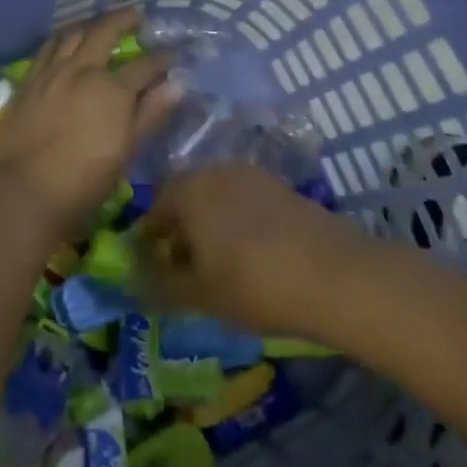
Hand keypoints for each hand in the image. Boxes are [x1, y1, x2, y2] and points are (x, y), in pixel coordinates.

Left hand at [0, 11, 178, 238]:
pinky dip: (62, 38)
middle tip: (136, 14)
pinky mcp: (29, 79)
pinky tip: (66, 41)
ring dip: (90, 24)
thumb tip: (177, 84)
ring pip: (73, 33)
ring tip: (99, 24)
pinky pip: (48, 47)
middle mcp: (83, 69)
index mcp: (113, 89)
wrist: (24, 190)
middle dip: (124, 19)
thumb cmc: (84, 180)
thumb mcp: (126, 150)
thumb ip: (150, 114)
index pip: (146, 65)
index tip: (173, 54)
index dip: (163, 58)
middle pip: (105, 31)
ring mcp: (52, 71)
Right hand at [141, 165, 371, 337]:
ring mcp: (252, 175)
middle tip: (187, 268)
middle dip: (181, 229)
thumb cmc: (253, 283)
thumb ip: (159, 286)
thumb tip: (131, 281)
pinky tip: (253, 255)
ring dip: (211, 224)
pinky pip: (246, 201)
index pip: (154, 207)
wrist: (335, 274)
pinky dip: (240, 223)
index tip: (155, 268)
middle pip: (186, 197)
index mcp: (187, 189)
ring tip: (221, 265)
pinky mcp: (281, 187)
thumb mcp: (199, 295)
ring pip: (217, 197)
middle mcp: (215, 171)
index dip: (150, 239)